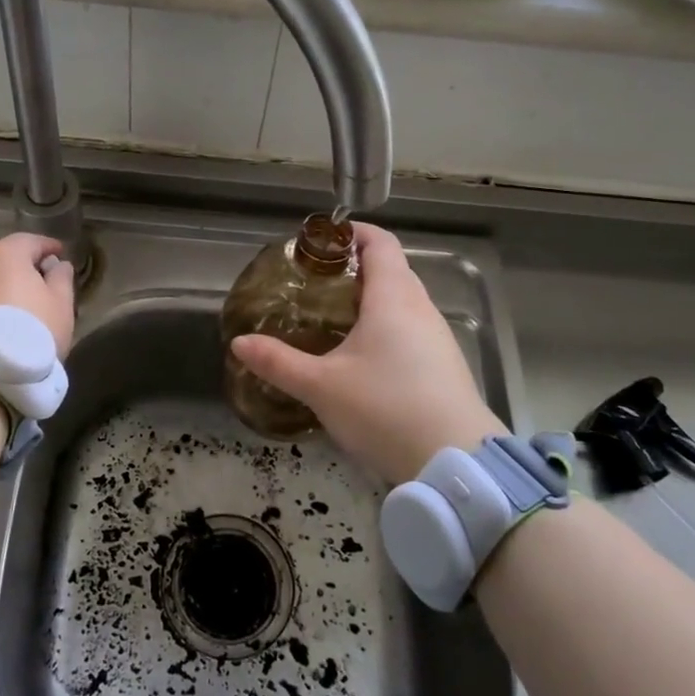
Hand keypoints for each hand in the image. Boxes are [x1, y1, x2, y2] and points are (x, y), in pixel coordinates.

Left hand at [0, 233, 76, 356]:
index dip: (48, 247)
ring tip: (15, 310)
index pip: (31, 241)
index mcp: (5, 253)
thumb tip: (58, 265)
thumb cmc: (28, 333)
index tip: (60, 256)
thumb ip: (62, 280)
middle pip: (3, 258)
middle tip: (39, 286)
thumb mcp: (60, 306)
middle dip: (22, 268)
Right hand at [229, 223, 503, 485]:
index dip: (353, 232)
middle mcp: (420, 307)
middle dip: (355, 267)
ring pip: (403, 300)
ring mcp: (438, 336)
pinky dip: (386, 326)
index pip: (380, 242)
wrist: (455, 463)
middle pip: (392, 268)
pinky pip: (412, 328)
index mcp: (393, 297)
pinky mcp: (445, 364)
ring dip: (371, 298)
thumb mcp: (322, 387)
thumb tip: (239, 343)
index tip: (322, 240)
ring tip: (333, 317)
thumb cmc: (385, 409)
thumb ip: (278, 362)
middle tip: (315, 281)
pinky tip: (364, 356)